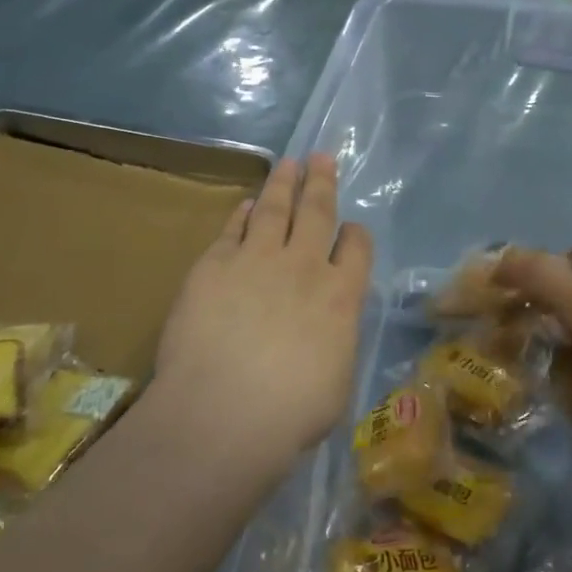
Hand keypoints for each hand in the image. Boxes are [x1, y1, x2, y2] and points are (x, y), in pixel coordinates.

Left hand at [154, 156, 371, 461]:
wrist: (224, 412)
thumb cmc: (290, 414)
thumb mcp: (336, 383)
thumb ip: (336, 341)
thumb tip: (329, 329)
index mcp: (341, 297)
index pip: (357, 249)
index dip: (355, 235)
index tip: (352, 228)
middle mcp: (303, 267)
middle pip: (317, 213)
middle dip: (321, 183)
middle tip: (321, 158)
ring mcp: (256, 260)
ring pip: (275, 209)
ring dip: (284, 183)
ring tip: (289, 163)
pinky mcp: (214, 265)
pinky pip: (233, 229)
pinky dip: (242, 213)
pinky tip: (246, 204)